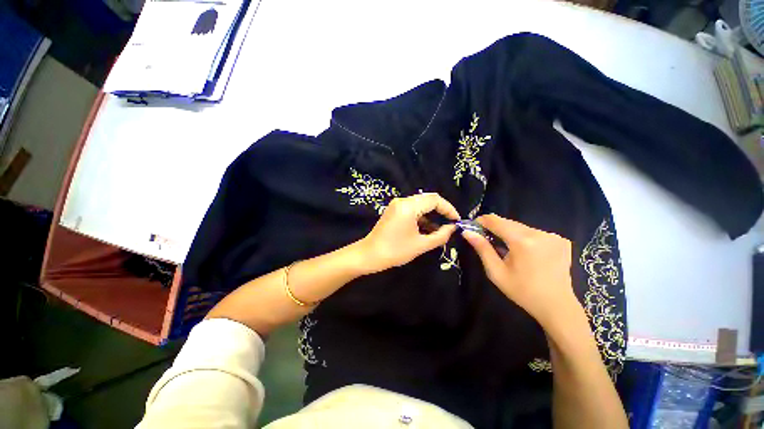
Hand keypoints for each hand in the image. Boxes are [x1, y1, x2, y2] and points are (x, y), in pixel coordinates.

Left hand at [357, 193, 459, 273]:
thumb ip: (440, 236)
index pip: (435, 200)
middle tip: (450, 223)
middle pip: (428, 199)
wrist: (370, 255)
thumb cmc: (395, 251)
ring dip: (431, 214)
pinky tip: (427, 229)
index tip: (456, 220)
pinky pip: (412, 209)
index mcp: (409, 207)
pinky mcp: (394, 210)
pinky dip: (422, 217)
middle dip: (441, 210)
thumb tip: (452, 228)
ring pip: (420, 204)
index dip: (448, 208)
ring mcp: (397, 204)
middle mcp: (402, 201)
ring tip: (440, 229)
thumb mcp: (421, 245)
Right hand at [462, 214, 580, 327]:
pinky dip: (525, 238)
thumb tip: (467, 232)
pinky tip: (527, 252)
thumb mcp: (496, 272)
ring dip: (510, 234)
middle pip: (509, 223)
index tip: (473, 226)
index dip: (482, 221)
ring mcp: (553, 236)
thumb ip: (482, 248)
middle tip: (488, 240)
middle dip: (496, 228)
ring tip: (508, 250)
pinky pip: (535, 233)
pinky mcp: (561, 240)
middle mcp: (539, 233)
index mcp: (522, 241)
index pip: (496, 221)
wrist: (556, 305)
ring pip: (521, 227)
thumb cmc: (522, 291)